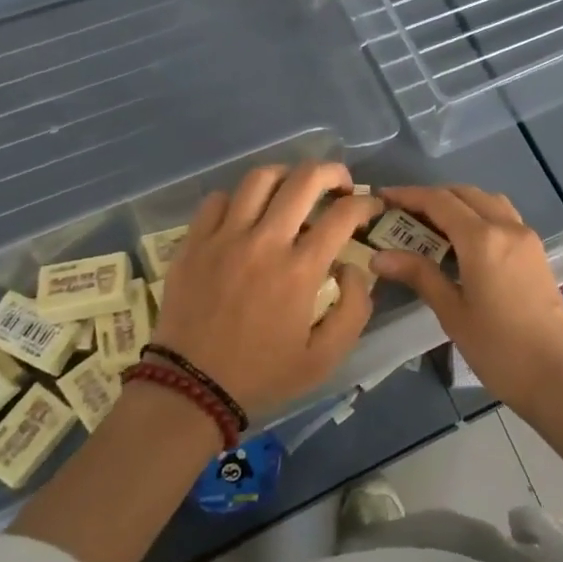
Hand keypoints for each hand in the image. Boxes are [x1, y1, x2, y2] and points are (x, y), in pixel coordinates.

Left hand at [151, 162, 382, 419]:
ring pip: (259, 178)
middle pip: (304, 179)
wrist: (190, 389)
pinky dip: (239, 199)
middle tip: (340, 185)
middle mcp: (264, 242)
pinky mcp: (193, 242)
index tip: (371, 208)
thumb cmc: (263, 374)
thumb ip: (354, 308)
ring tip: (294, 190)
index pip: (343, 214)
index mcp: (300, 270)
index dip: (366, 203)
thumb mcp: (325, 358)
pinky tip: (247, 215)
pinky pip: (218, 199)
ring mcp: (224, 238)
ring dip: (287, 176)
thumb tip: (352, 266)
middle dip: (332, 172)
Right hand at [368, 185, 562, 413]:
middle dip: (433, 197)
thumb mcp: (452, 313)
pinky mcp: (536, 252)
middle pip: (465, 194)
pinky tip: (465, 242)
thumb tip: (380, 256)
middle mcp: (506, 227)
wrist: (559, 376)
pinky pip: (504, 217)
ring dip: (459, 202)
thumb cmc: (499, 349)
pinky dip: (480, 215)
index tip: (382, 198)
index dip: (409, 195)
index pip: (439, 201)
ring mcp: (526, 238)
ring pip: (488, 201)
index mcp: (482, 239)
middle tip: (404, 214)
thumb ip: (419, 276)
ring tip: (432, 225)